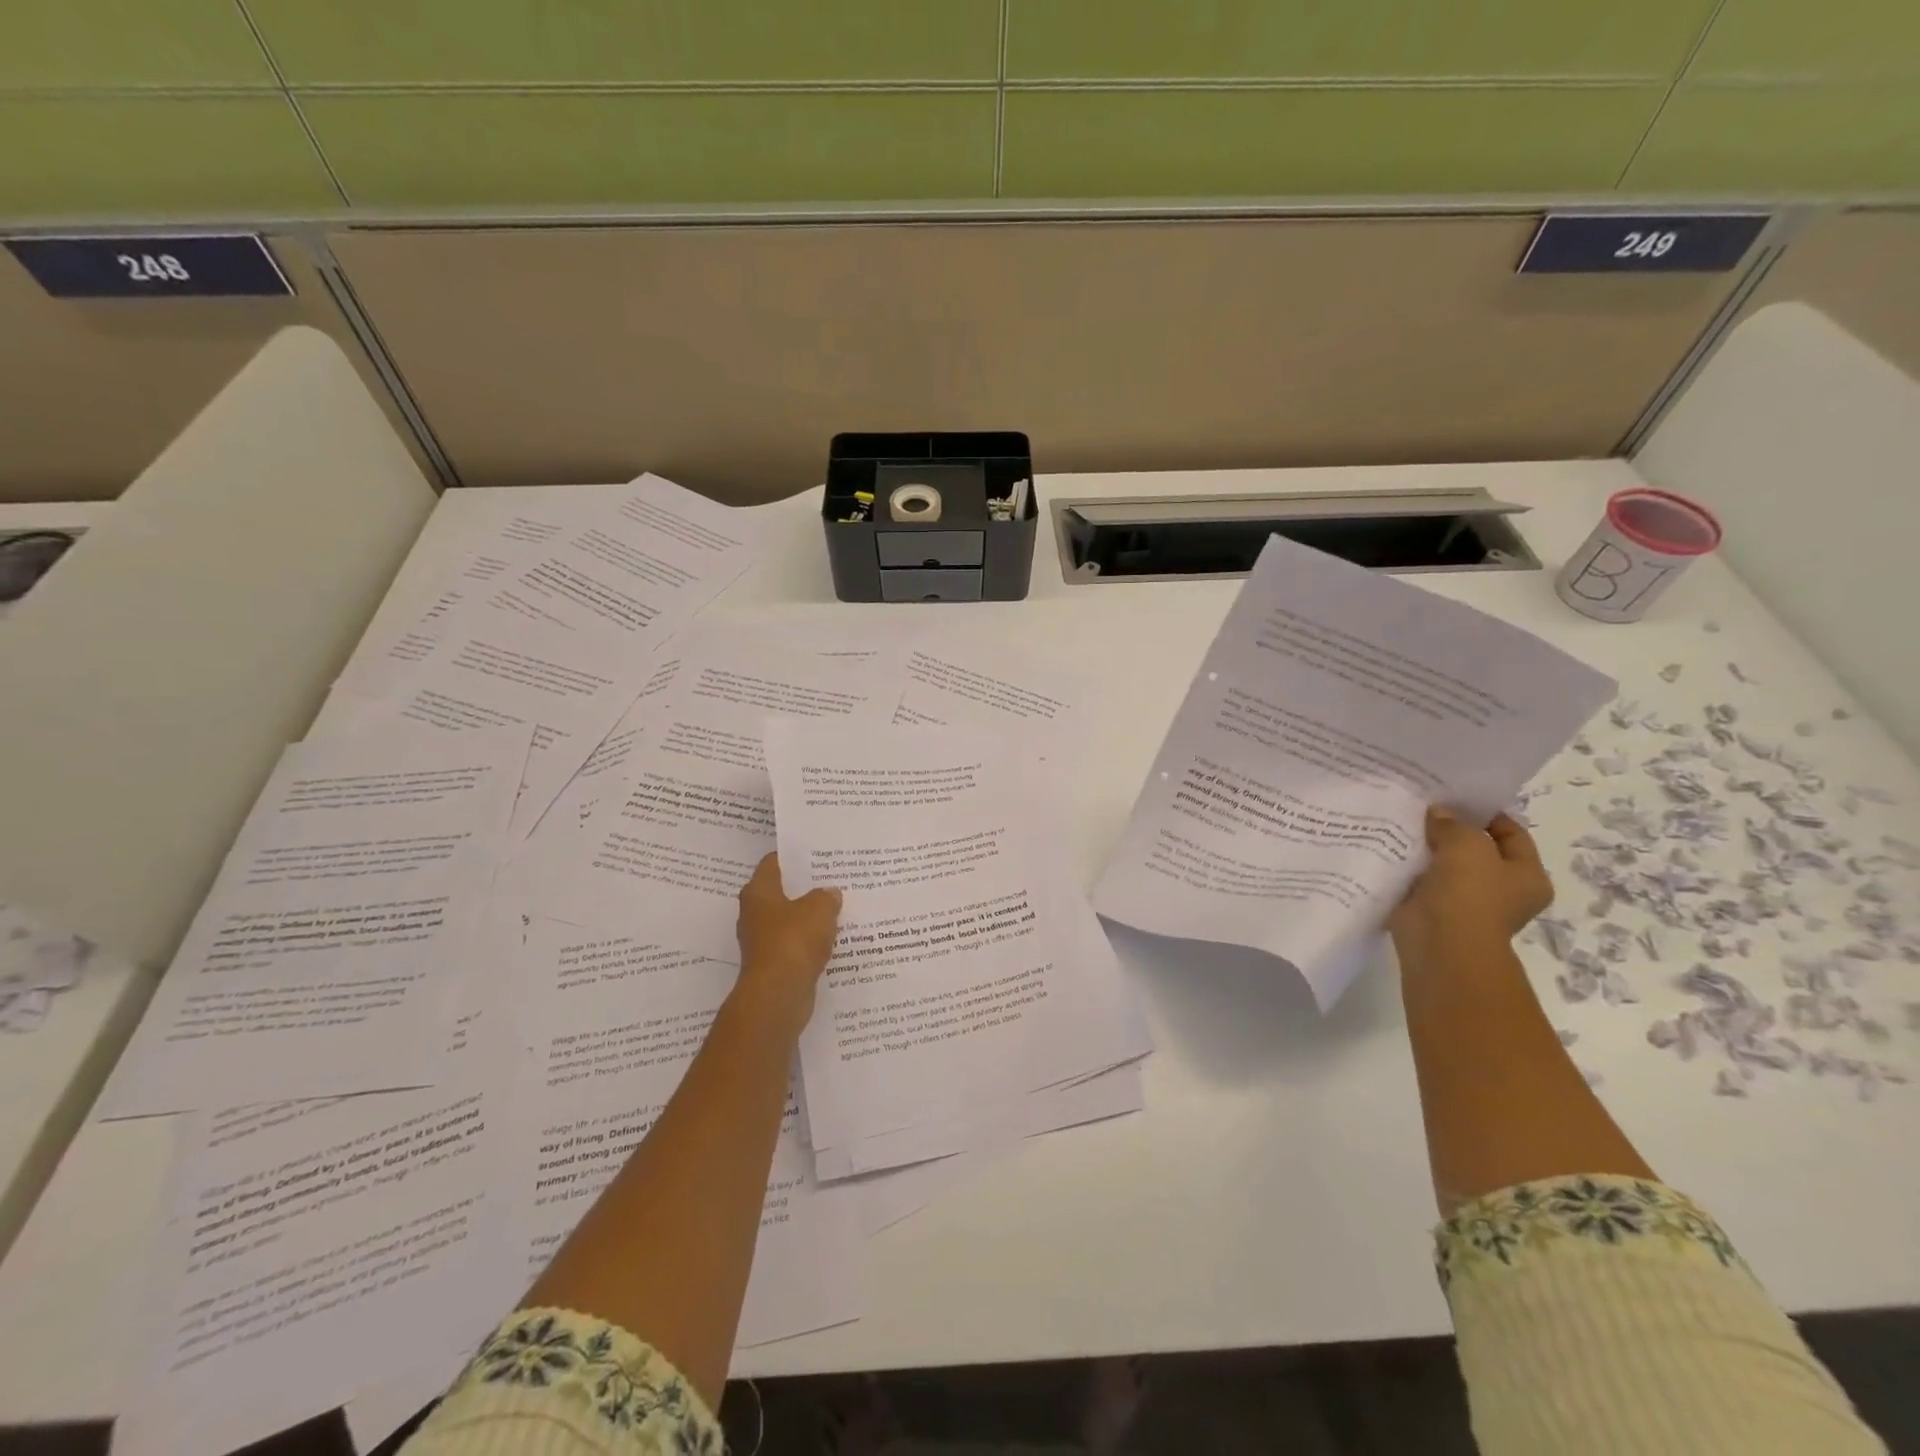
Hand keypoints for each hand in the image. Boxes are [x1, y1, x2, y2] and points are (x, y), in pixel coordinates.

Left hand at [734, 853, 842, 1027]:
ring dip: (810, 916)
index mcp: (758, 892)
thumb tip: (830, 893)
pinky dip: (811, 941)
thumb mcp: (819, 908)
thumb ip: (826, 896)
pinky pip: (796, 945)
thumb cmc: (793, 941)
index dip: (793, 855)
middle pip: (781, 892)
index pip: (773, 863)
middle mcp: (754, 913)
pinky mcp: (774, 964)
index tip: (816, 852)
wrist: (778, 995)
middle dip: (805, 886)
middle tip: (833, 878)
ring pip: (790, 920)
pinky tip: (833, 938)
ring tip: (838, 907)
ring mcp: (762, 941)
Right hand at [1389, 807, 1552, 953]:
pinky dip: (1410, 866)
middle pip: (1477, 847)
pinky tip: (1392, 847)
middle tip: (1425, 807)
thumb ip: (1453, 822)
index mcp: (1527, 875)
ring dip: (1428, 847)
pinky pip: (1422, 879)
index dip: (1485, 812)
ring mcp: (1467, 901)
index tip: (1454, 797)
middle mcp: (1502, 889)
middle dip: (1452, 829)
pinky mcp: (1434, 908)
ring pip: (1446, 863)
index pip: (1511, 833)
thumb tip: (1438, 813)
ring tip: (1404, 823)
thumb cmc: (1469, 893)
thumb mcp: (1467, 844)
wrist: (1441, 943)